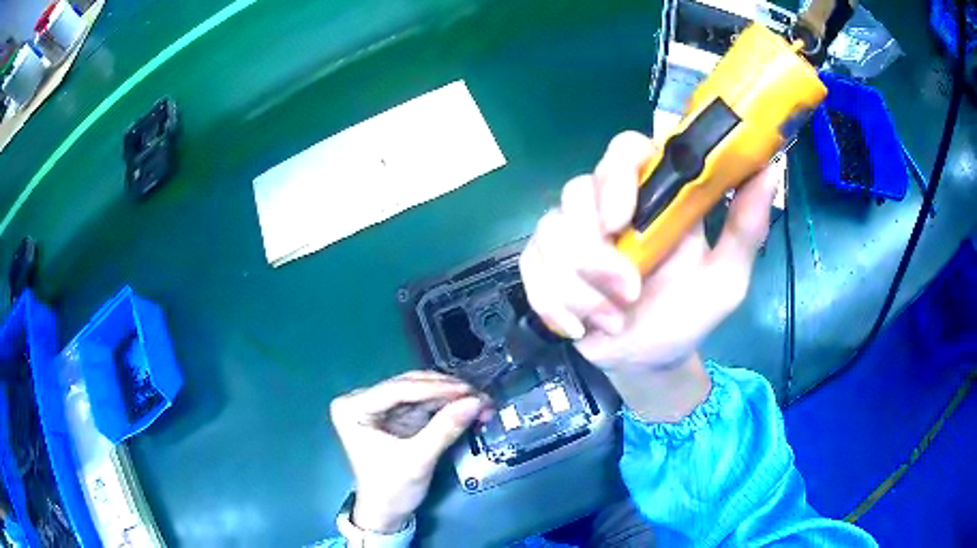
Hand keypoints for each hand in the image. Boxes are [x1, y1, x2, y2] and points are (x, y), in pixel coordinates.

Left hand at [330, 371, 490, 532]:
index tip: (468, 390)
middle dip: (446, 391)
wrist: (386, 513)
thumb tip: (477, 401)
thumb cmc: (392, 489)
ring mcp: (377, 406)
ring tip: (479, 400)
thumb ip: (445, 429)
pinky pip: (422, 402)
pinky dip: (445, 405)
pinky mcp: (393, 415)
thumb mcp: (418, 460)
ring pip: (418, 391)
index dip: (435, 388)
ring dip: (449, 396)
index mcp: (352, 407)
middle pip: (408, 386)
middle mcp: (361, 399)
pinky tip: (467, 406)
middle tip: (479, 395)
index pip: (397, 390)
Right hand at [520, 132, 777, 417]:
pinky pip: (530, 270)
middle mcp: (608, 207)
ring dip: (578, 288)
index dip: (616, 171)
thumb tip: (769, 169)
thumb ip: (745, 228)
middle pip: (575, 192)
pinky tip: (578, 329)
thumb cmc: (688, 315)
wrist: (650, 360)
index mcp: (653, 198)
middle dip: (594, 251)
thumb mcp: (726, 278)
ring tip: (612, 321)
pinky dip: (552, 303)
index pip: (624, 150)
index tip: (622, 218)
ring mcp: (571, 237)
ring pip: (550, 234)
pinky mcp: (544, 267)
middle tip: (626, 291)